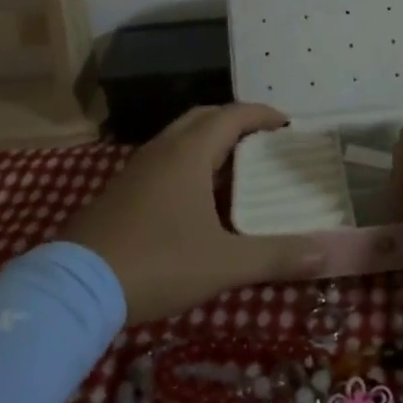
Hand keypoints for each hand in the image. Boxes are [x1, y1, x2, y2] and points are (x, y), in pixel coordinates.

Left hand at [58, 104, 323, 324]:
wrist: (76, 287)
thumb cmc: (157, 263)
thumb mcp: (224, 263)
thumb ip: (277, 256)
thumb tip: (326, 251)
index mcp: (188, 153)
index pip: (232, 115)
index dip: (263, 115)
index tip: (288, 125)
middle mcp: (161, 150)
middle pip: (203, 118)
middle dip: (235, 122)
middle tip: (264, 144)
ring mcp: (136, 169)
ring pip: (179, 138)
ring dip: (209, 143)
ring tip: (236, 170)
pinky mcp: (120, 190)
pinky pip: (163, 160)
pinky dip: (188, 163)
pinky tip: (196, 200)